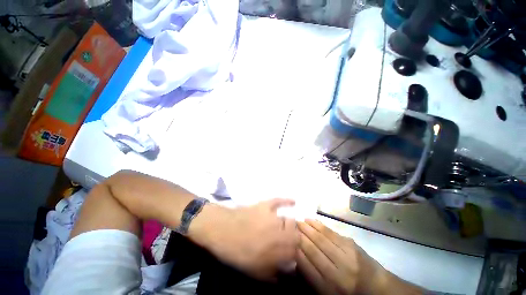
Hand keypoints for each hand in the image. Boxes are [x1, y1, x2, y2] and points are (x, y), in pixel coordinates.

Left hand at [191, 199, 298, 279]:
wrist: (223, 230)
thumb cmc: (237, 253)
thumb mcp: (254, 272)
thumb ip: (273, 274)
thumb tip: (287, 274)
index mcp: (277, 251)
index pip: (296, 250)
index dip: (296, 252)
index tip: (292, 253)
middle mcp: (280, 232)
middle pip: (296, 234)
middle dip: (294, 238)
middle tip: (286, 241)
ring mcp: (273, 217)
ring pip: (289, 220)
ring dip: (289, 225)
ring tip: (284, 228)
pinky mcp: (266, 205)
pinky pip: (279, 201)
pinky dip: (286, 200)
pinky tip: (294, 201)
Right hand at [297, 219, 388, 294]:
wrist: (377, 287)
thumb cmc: (348, 292)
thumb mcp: (327, 292)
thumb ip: (311, 276)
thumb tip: (297, 255)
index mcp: (329, 288)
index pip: (306, 265)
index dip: (295, 250)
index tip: (288, 240)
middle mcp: (337, 272)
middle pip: (313, 249)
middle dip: (300, 236)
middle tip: (291, 225)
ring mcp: (347, 257)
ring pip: (322, 238)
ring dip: (308, 228)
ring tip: (299, 221)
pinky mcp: (352, 246)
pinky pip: (332, 233)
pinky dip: (319, 225)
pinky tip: (312, 220)